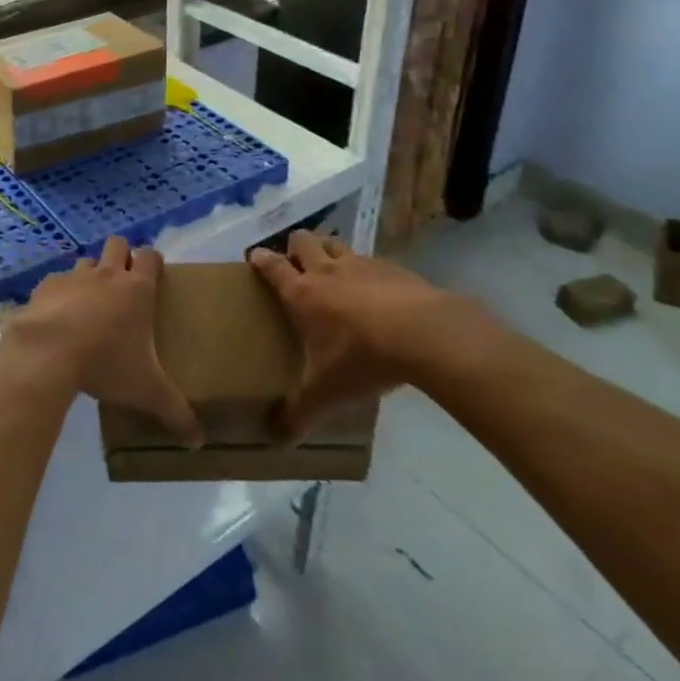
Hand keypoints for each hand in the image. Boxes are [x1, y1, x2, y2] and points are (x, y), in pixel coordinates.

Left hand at [3, 237, 201, 446]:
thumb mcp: (147, 391)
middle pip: (118, 244)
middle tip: (123, 286)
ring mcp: (73, 277)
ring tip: (90, 304)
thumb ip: (175, 412)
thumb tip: (199, 441)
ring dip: (90, 275)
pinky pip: (56, 282)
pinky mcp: (44, 286)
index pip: (150, 255)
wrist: (48, 353)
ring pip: (86, 262)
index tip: (153, 278)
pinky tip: (58, 318)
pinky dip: (60, 294)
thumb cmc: (106, 363)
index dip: (153, 261)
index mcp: (137, 288)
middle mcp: (107, 274)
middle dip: (122, 257)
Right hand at [249, 231, 487, 440]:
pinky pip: (373, 260)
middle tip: (297, 266)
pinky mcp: (395, 268)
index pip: (272, 266)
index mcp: (302, 293)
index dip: (260, 259)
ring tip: (334, 271)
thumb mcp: (326, 393)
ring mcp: (362, 265)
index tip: (254, 257)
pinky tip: (379, 291)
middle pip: (303, 240)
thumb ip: (299, 413)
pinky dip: (368, 270)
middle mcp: (327, 271)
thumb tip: (277, 440)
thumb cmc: (362, 358)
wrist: (425, 335)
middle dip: (295, 247)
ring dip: (330, 251)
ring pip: (336, 243)